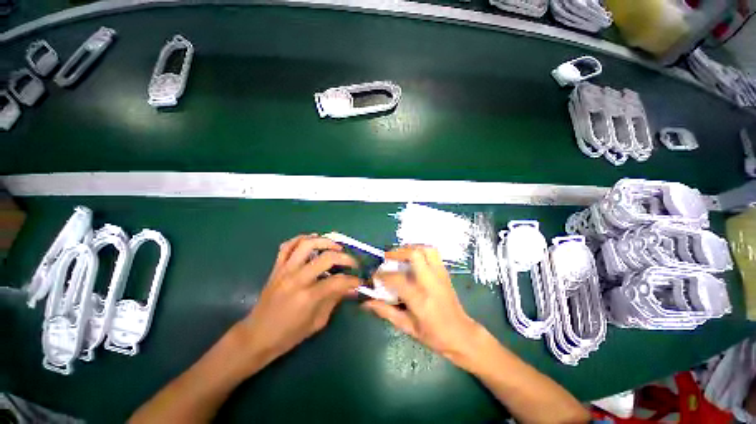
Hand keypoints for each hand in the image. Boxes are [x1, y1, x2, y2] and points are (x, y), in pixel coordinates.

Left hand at [234, 234, 360, 369]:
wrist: (256, 336)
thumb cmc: (288, 335)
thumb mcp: (317, 322)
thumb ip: (334, 300)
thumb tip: (351, 288)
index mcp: (308, 297)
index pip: (338, 281)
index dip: (353, 280)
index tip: (360, 281)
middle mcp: (297, 278)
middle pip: (326, 257)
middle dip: (345, 257)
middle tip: (352, 262)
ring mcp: (285, 270)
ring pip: (306, 244)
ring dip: (325, 241)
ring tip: (335, 246)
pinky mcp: (276, 268)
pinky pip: (287, 246)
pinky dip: (300, 239)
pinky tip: (311, 239)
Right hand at [362, 246, 483, 364]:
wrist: (461, 334)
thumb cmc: (433, 335)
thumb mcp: (407, 327)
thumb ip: (386, 312)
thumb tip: (366, 303)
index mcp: (420, 299)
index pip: (397, 279)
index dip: (382, 275)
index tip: (374, 275)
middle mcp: (431, 283)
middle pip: (415, 255)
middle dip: (398, 252)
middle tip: (387, 257)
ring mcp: (440, 275)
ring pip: (427, 249)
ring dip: (411, 248)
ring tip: (401, 255)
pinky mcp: (445, 272)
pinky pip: (433, 253)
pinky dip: (421, 250)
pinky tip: (413, 258)